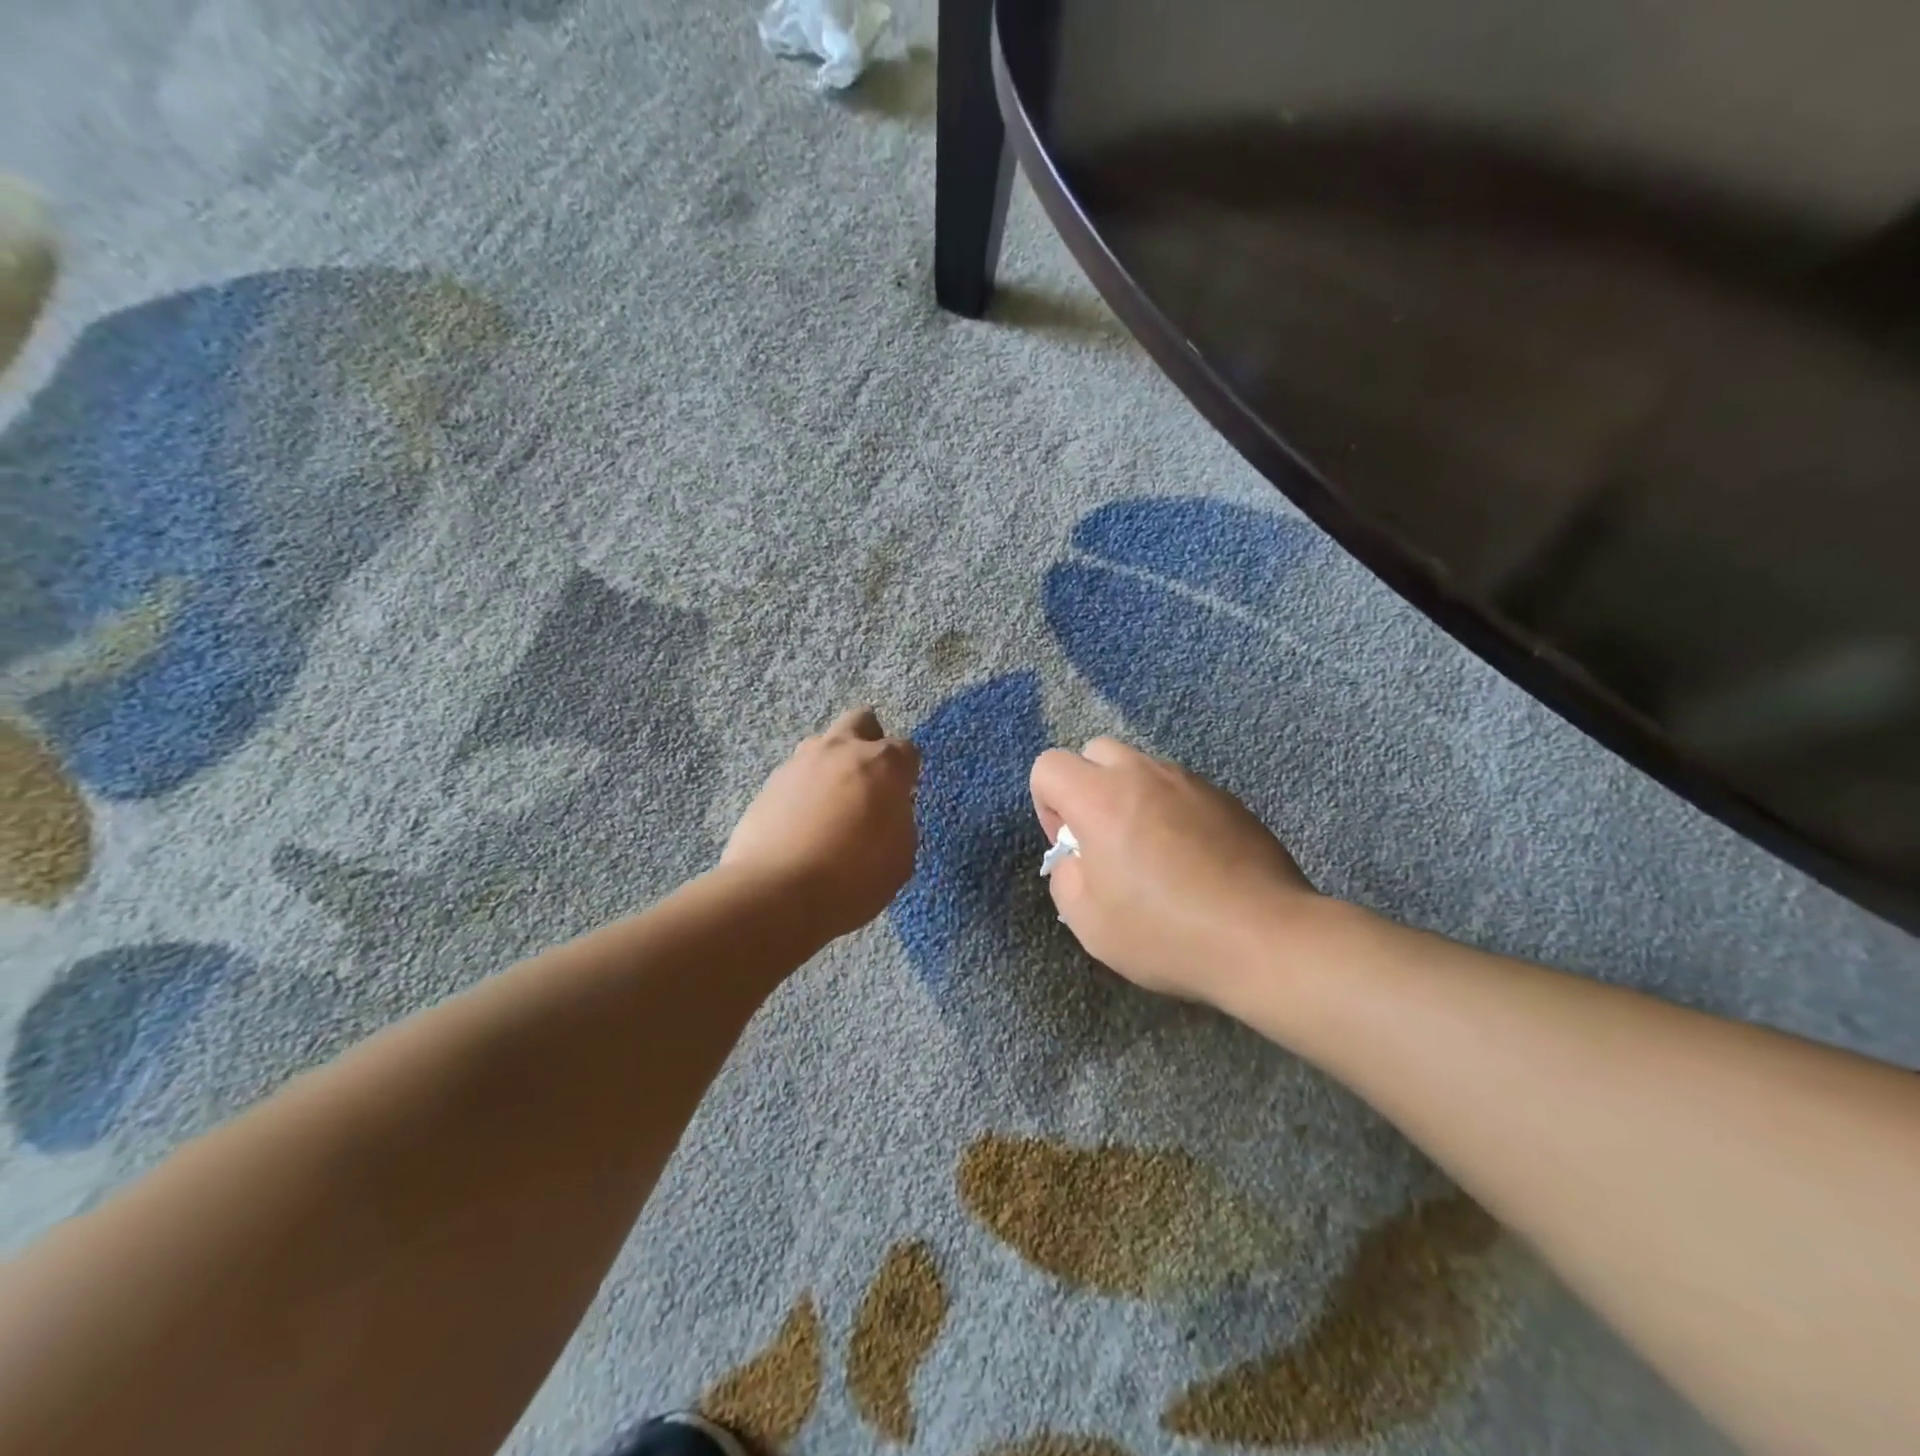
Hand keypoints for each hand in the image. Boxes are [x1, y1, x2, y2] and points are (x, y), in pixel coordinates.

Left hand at [722, 707, 920, 940]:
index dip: (907, 773)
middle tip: (870, 781)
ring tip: (832, 805)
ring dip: (833, 764)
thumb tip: (888, 810)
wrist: (776, 893)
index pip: (907, 750)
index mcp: (883, 764)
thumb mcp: (901, 858)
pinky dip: (804, 790)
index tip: (902, 798)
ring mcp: (800, 762)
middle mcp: (842, 750)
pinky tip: (803, 824)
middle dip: (870, 741)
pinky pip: (796, 775)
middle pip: (862, 721)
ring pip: (823, 744)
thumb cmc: (853, 878)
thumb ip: (900, 822)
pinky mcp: (769, 783)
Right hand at [1029, 737, 1317, 1005]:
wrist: (1264, 938)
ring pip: (1143, 769)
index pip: (1049, 765)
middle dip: (1088, 787)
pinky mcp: (1228, 799)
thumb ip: (1065, 877)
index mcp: (1100, 797)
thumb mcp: (1088, 921)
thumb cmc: (1165, 932)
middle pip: (1097, 751)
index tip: (1071, 846)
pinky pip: (1182, 791)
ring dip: (1132, 798)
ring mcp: (1191, 782)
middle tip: (1105, 840)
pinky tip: (1193, 861)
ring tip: (1153, 855)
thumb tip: (1077, 859)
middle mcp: (1144, 775)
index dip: (1046, 804)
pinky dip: (1172, 812)